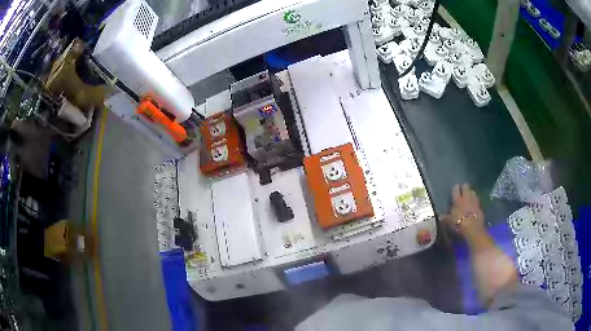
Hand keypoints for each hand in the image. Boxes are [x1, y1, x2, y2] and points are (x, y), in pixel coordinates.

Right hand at [441, 183, 484, 239]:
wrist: (473, 228)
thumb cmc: (459, 224)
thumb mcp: (450, 222)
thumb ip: (445, 218)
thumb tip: (440, 217)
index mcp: (457, 200)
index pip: (456, 189)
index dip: (455, 188)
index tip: (455, 188)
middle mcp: (466, 197)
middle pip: (466, 186)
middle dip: (464, 187)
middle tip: (462, 190)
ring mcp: (474, 201)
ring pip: (473, 192)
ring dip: (471, 193)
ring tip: (469, 196)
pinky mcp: (480, 207)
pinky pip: (477, 200)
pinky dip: (475, 201)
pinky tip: (473, 204)